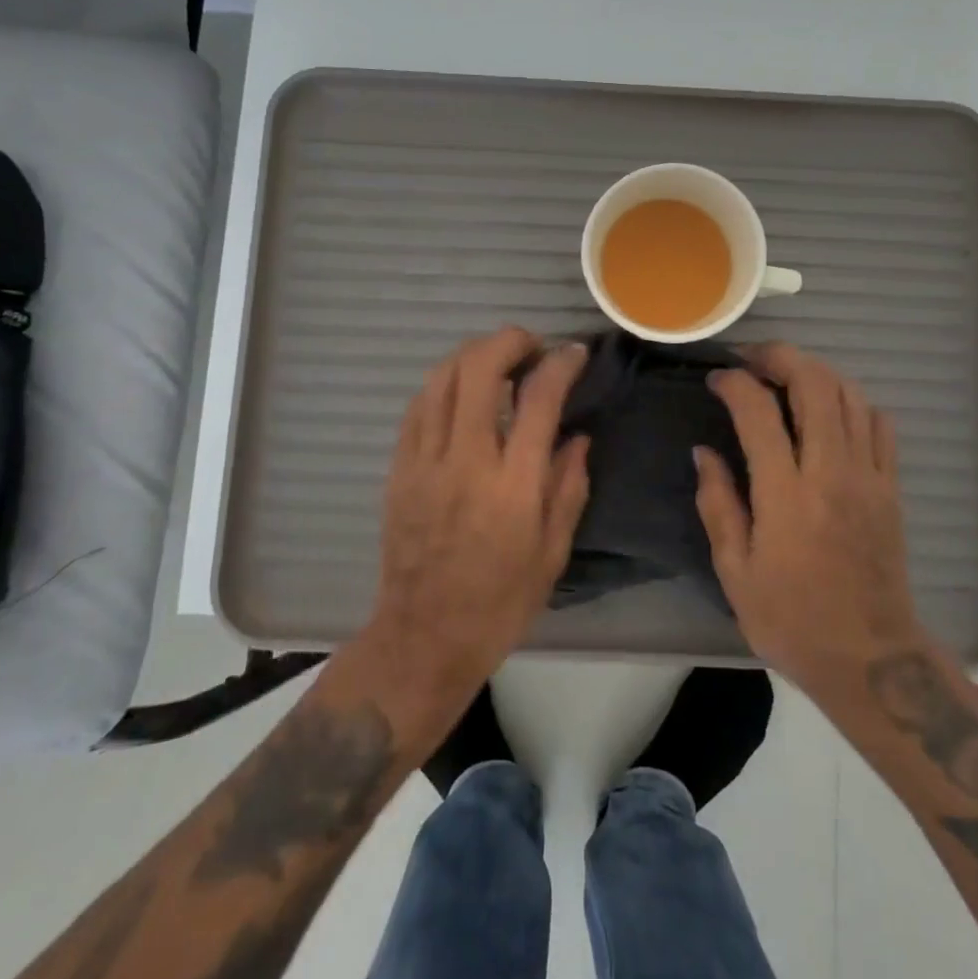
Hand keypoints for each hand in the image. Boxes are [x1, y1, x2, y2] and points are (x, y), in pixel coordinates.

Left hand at [365, 328, 590, 705]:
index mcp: (513, 486)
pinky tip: (461, 390)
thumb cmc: (500, 603)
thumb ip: (569, 487)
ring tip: (497, 360)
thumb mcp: (553, 553)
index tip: (575, 353)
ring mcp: (425, 461)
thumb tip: (578, 437)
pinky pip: (418, 406)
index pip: (539, 399)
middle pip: (479, 369)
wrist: (423, 638)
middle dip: (509, 340)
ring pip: (442, 378)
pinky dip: (444, 384)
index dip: (561, 364)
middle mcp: (466, 461)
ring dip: (473, 354)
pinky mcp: (399, 469)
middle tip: (531, 347)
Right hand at [696, 344, 920, 693]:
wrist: (870, 658)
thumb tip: (704, 451)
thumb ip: (718, 503)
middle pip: (815, 383)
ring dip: (815, 372)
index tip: (717, 379)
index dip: (734, 382)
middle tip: (752, 359)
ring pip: (849, 394)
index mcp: (786, 495)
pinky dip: (851, 401)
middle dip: (780, 356)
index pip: (759, 411)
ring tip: (785, 377)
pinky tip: (829, 412)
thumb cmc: (792, 619)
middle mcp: (831, 473)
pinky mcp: (891, 487)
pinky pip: (878, 422)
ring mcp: (869, 476)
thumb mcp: (735, 571)